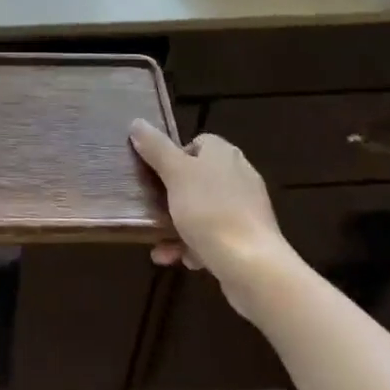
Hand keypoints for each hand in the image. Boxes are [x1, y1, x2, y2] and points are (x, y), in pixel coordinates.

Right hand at [129, 121, 290, 309]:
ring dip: (180, 227)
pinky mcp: (250, 238)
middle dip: (172, 198)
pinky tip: (183, 260)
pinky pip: (216, 235)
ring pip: (204, 211)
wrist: (252, 265)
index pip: (197, 143)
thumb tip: (137, 123)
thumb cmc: (209, 210)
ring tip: (161, 246)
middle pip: (198, 179)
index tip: (157, 176)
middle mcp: (239, 175)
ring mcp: (246, 208)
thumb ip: (156, 148)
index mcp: (224, 154)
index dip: (174, 157)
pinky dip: (197, 246)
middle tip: (153, 210)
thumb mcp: (175, 173)